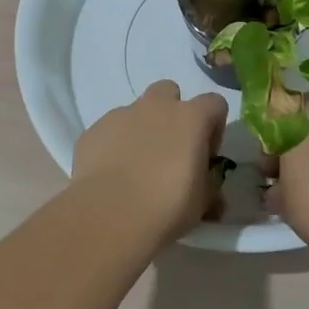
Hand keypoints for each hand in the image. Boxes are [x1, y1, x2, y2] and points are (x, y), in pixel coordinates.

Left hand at [72, 81, 228, 241]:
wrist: (108, 215)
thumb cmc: (166, 206)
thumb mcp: (202, 203)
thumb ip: (208, 187)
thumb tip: (210, 193)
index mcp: (190, 118)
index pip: (214, 103)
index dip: (214, 127)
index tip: (206, 155)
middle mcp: (156, 107)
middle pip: (169, 92)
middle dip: (172, 114)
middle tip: (170, 150)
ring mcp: (120, 115)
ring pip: (136, 111)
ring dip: (141, 130)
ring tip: (136, 166)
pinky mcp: (93, 130)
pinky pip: (110, 130)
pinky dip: (114, 145)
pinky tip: (112, 174)